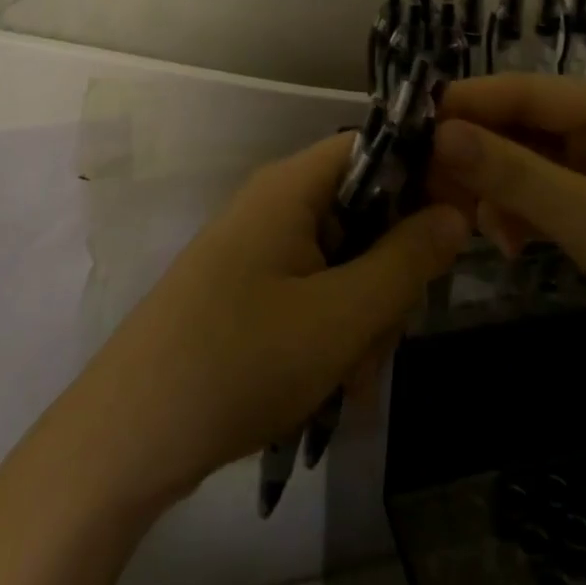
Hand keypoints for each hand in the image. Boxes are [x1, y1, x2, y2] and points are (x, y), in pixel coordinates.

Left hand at [67, 131, 469, 505]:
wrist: (128, 435)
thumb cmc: (241, 359)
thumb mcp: (342, 316)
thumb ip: (407, 260)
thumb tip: (455, 212)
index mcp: (293, 186)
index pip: (375, 149)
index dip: (422, 178)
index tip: (458, 227)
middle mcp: (275, 203)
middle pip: (364, 212)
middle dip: (389, 274)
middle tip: (389, 337)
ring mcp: (258, 247)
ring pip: (343, 260)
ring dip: (363, 316)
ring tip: (353, 382)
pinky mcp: (248, 288)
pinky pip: (313, 290)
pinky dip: (332, 331)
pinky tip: (332, 388)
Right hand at [432, 74, 585, 431]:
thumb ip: (516, 176)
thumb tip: (441, 131)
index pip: (528, 92)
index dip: (469, 104)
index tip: (411, 125)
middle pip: (525, 126)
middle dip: (479, 153)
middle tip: (429, 185)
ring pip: (530, 163)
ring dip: (496, 189)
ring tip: (466, 221)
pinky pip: (545, 198)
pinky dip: (519, 215)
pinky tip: (503, 242)